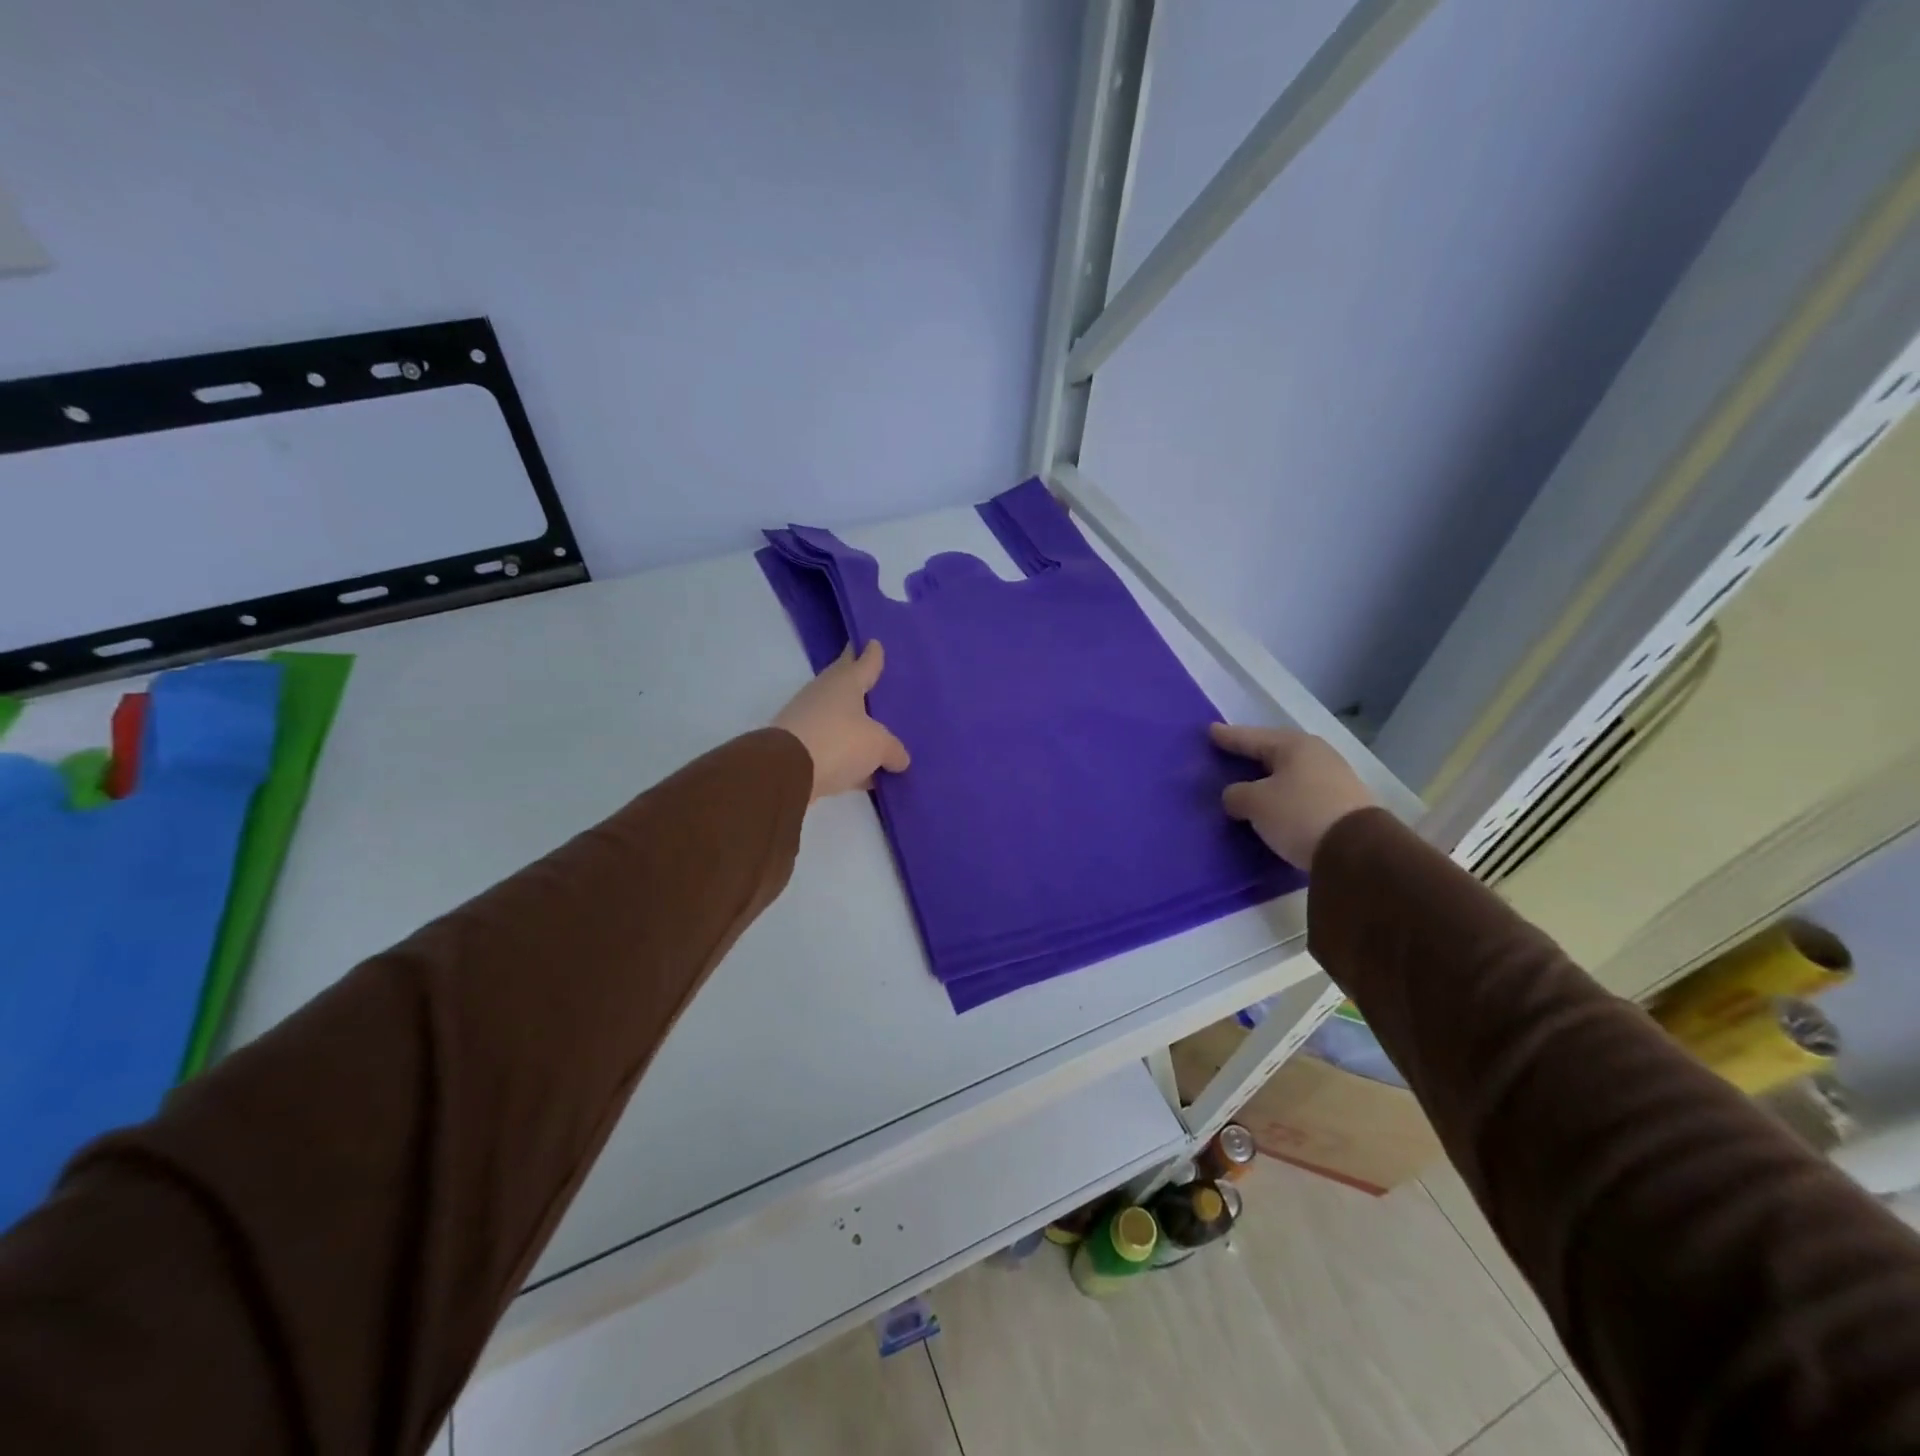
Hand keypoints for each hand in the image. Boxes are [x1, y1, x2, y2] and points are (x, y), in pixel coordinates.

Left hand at [774, 641, 910, 799]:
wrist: (785, 772)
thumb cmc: (838, 742)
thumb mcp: (877, 746)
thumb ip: (893, 749)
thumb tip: (900, 759)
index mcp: (845, 682)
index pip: (863, 661)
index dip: (872, 653)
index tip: (875, 642)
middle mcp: (824, 694)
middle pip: (846, 685)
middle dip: (861, 685)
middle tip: (879, 685)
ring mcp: (807, 719)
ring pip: (838, 717)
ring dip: (853, 724)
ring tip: (877, 731)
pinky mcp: (798, 746)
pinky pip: (831, 745)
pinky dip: (845, 752)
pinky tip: (862, 767)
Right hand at [1210, 723, 1375, 869]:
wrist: (1357, 852)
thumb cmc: (1299, 814)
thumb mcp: (1255, 803)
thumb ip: (1236, 794)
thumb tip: (1236, 796)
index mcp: (1294, 745)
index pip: (1251, 737)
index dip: (1228, 736)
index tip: (1210, 730)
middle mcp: (1317, 755)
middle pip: (1274, 752)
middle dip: (1252, 754)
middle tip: (1230, 753)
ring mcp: (1335, 778)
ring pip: (1290, 773)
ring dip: (1269, 778)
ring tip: (1250, 783)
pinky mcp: (1343, 804)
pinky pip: (1302, 792)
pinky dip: (1285, 795)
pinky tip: (1275, 803)